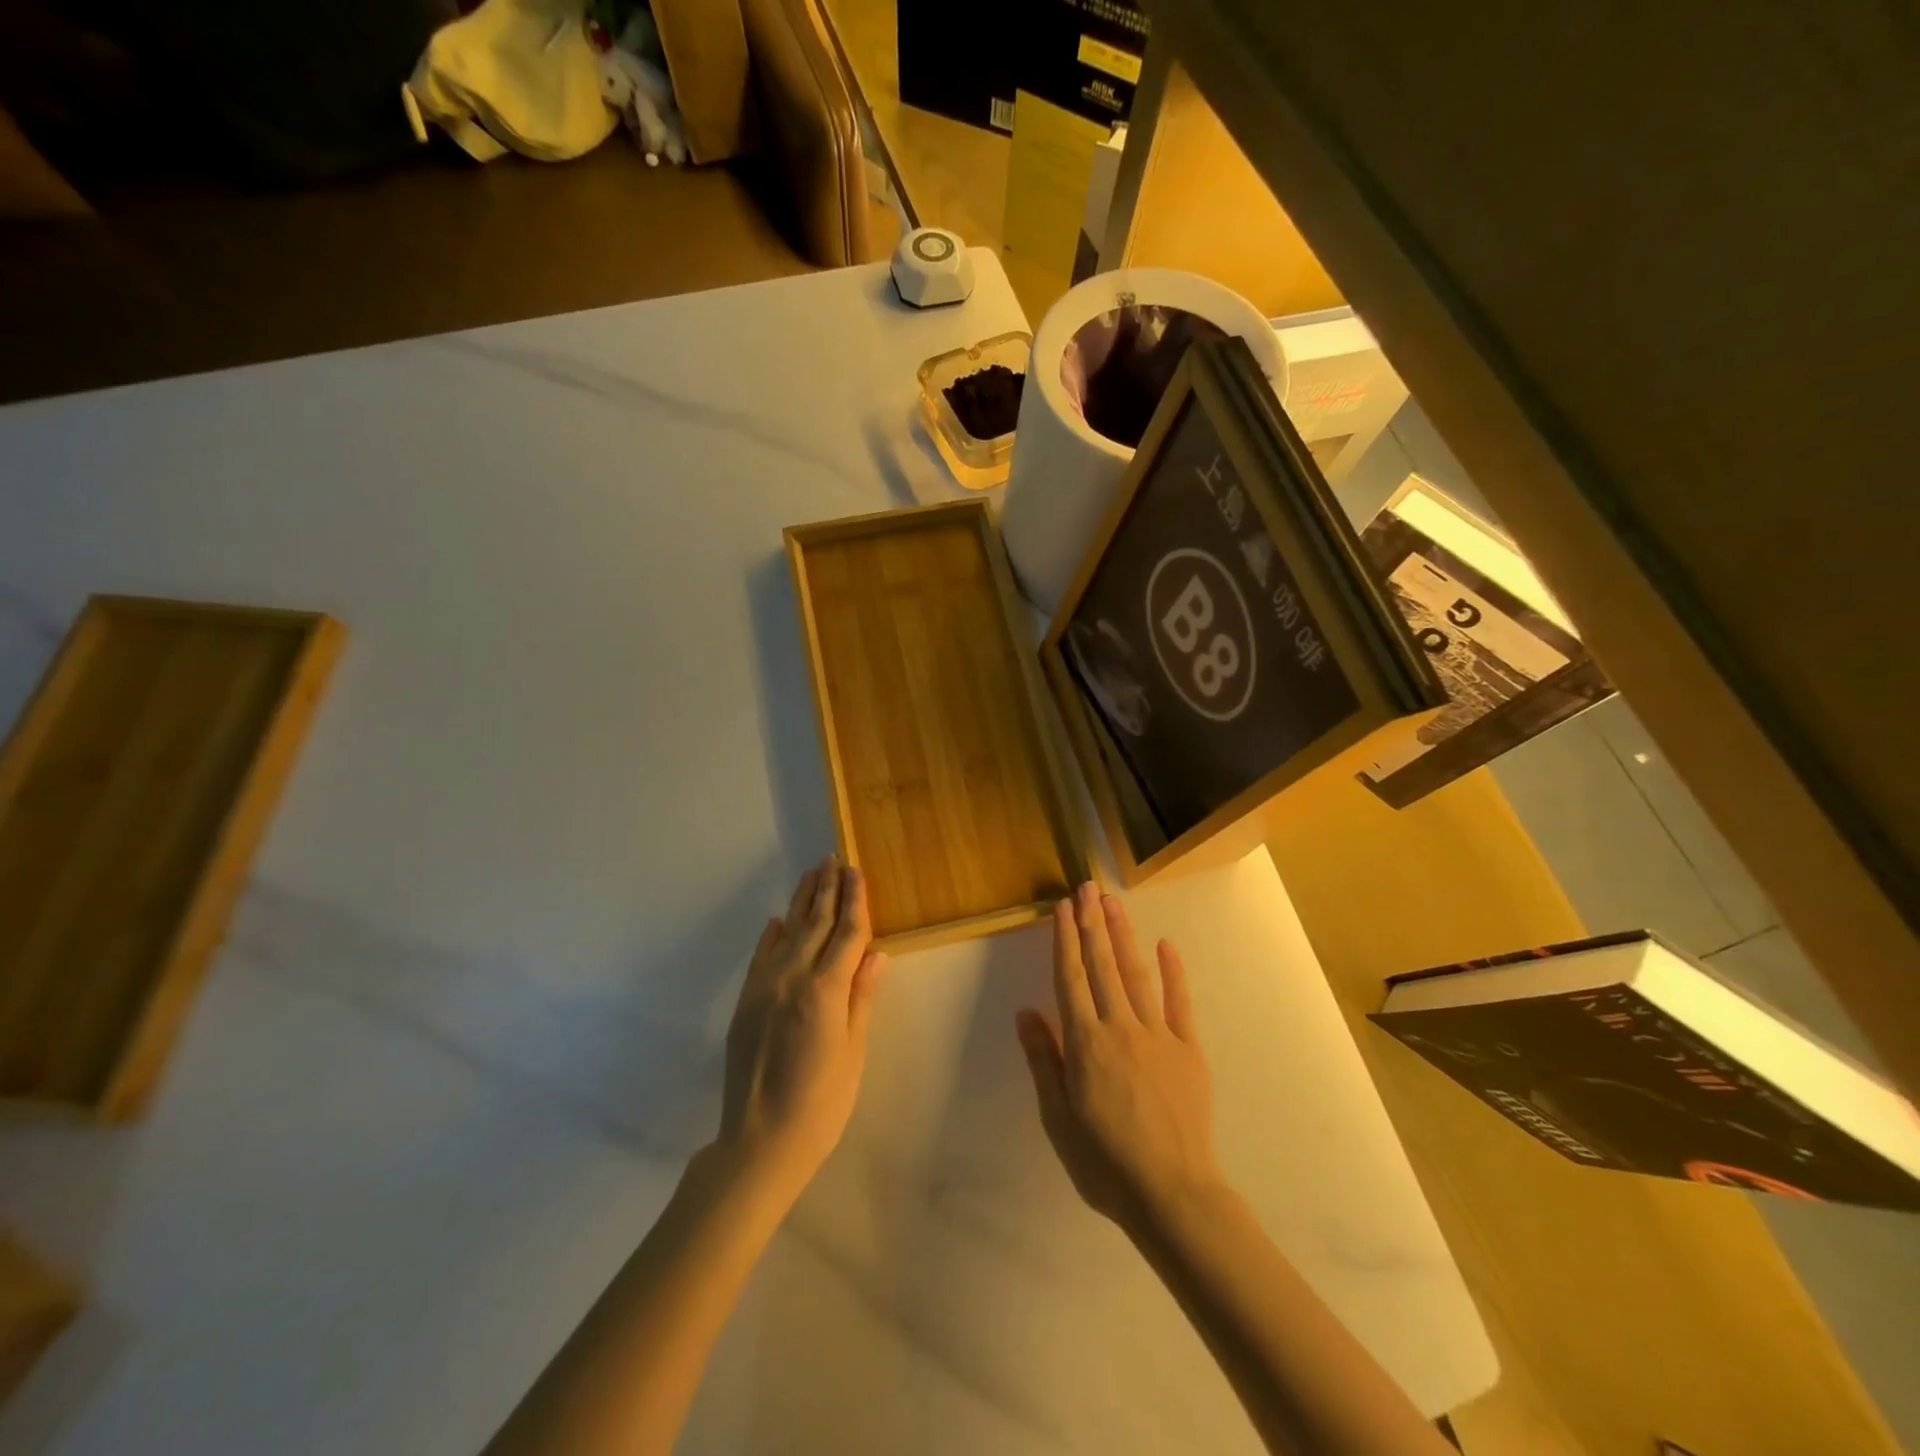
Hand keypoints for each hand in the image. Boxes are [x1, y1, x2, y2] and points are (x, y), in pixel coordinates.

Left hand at [716, 857, 887, 1206]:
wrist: (759, 1141)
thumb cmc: (821, 1103)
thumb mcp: (853, 1052)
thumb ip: (861, 997)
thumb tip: (875, 953)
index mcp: (825, 990)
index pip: (847, 933)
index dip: (855, 901)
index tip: (857, 871)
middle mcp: (792, 977)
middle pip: (815, 923)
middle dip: (827, 890)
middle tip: (834, 859)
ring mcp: (764, 987)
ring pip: (787, 932)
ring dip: (801, 902)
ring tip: (812, 875)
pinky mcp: (746, 1002)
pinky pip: (760, 956)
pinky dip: (771, 935)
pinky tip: (778, 920)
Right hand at [1017, 882, 1222, 1231]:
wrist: (1172, 1193)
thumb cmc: (1104, 1161)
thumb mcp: (1058, 1118)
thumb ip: (1045, 1060)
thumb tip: (1026, 1012)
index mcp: (1086, 1043)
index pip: (1070, 979)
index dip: (1065, 941)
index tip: (1062, 909)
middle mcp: (1119, 1027)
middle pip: (1102, 966)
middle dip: (1092, 924)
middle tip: (1086, 888)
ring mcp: (1158, 1035)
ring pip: (1136, 974)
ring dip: (1123, 935)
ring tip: (1112, 903)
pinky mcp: (1188, 1049)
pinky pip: (1180, 1003)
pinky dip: (1174, 972)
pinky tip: (1166, 945)